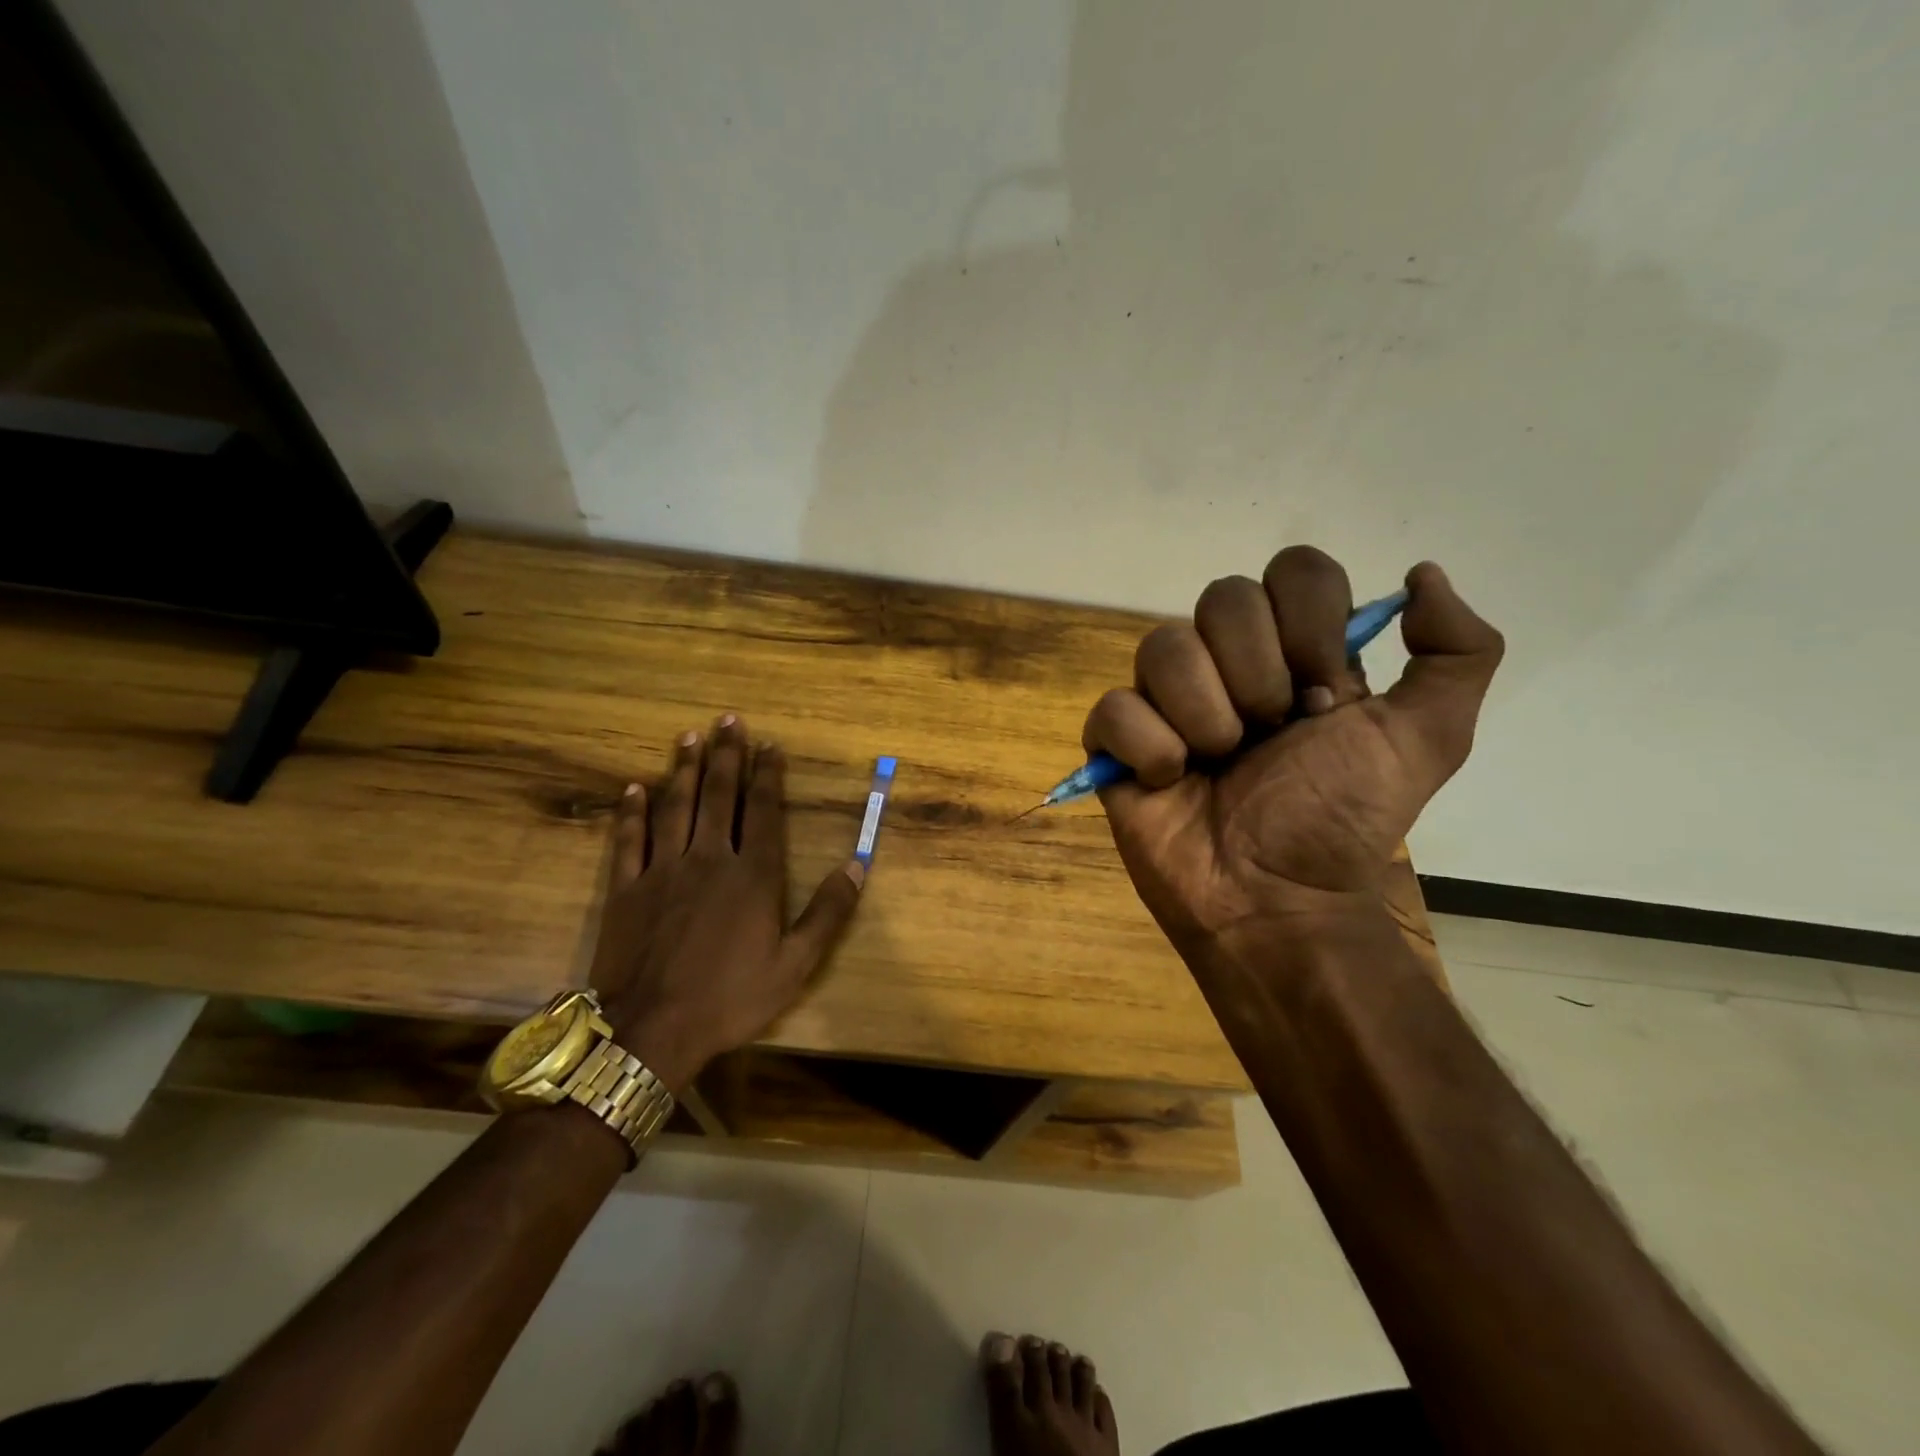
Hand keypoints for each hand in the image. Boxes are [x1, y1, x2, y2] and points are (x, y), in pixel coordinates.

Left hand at [589, 716, 864, 1090]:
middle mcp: (709, 859)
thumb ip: (828, 913)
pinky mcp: (626, 888)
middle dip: (726, 756)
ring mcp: (663, 870)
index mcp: (753, 875)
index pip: (762, 811)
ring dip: (683, 770)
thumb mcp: (795, 964)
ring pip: (675, 807)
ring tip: (689, 737)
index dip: (767, 775)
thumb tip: (857, 866)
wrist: (650, 1030)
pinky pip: (630, 840)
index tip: (769, 745)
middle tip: (727, 720)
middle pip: (719, 796)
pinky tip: (634, 788)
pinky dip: (632, 812)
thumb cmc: (730, 998)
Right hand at [1083, 547, 1501, 968]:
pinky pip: (1113, 708)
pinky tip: (1170, 782)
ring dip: (1203, 714)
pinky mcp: (1117, 743)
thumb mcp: (1426, 742)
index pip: (1293, 570)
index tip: (1325, 694)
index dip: (1307, 621)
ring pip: (1161, 647)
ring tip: (1217, 764)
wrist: (1275, 902)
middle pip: (1221, 598)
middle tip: (1269, 734)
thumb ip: (1457, 654)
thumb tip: (1421, 574)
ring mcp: (1166, 701)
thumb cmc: (1341, 822)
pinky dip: (1148, 748)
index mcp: (1295, 651)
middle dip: (1255, 675)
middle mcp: (1227, 663)